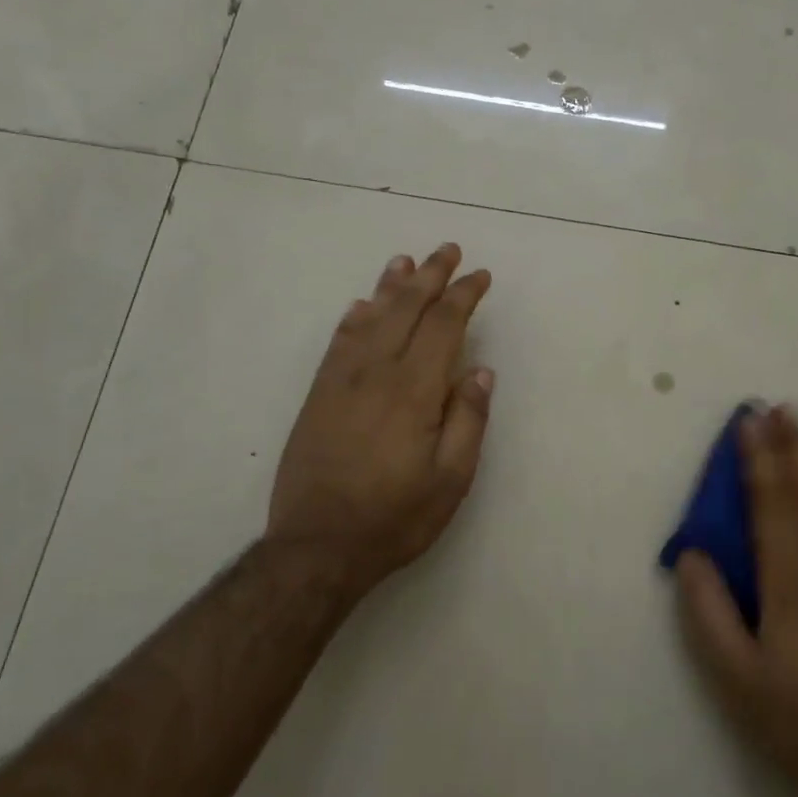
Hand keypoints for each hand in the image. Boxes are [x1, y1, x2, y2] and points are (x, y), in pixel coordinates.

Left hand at [267, 243, 493, 593]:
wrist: (317, 547)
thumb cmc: (394, 517)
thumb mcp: (451, 480)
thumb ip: (468, 420)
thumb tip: (480, 370)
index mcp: (414, 391)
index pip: (444, 326)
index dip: (463, 296)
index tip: (479, 276)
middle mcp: (376, 373)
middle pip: (406, 309)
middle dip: (430, 276)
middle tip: (447, 249)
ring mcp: (341, 381)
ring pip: (369, 317)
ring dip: (390, 286)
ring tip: (405, 261)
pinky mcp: (318, 395)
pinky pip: (338, 342)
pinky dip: (353, 317)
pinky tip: (361, 304)